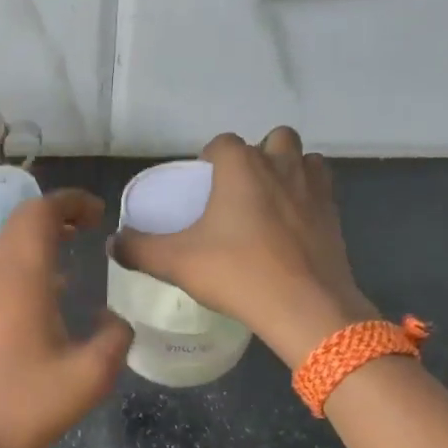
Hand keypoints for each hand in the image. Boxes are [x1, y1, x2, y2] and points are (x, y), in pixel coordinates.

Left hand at [0, 189, 132, 447]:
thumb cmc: (28, 406)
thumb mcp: (90, 376)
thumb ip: (115, 337)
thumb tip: (115, 318)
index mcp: (21, 279)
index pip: (39, 213)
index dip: (70, 201)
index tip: (101, 213)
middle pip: (19, 222)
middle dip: (55, 212)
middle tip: (90, 224)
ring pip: (6, 244)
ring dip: (39, 236)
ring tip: (74, 247)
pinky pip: (0, 269)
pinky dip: (27, 261)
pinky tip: (52, 290)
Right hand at [114, 128, 376, 367]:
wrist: (305, 307)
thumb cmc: (238, 274)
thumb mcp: (176, 263)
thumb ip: (139, 250)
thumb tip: (113, 244)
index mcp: (241, 167)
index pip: (222, 143)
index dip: (209, 159)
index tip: (201, 186)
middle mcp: (281, 165)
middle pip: (272, 140)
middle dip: (257, 156)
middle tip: (239, 191)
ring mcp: (314, 188)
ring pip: (303, 159)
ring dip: (288, 170)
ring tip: (269, 203)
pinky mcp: (334, 215)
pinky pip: (322, 189)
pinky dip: (308, 197)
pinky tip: (293, 225)